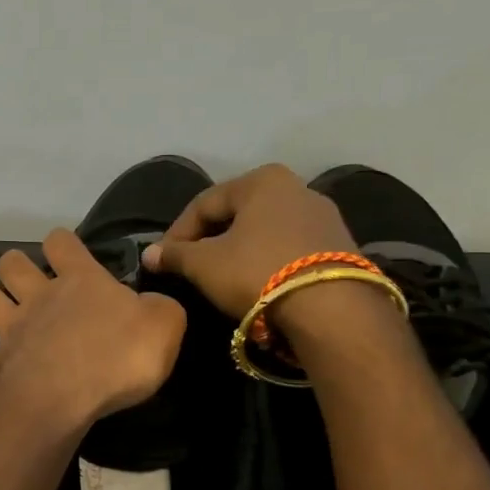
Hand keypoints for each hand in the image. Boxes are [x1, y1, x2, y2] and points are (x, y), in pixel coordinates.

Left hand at [0, 229, 185, 435]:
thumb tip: (151, 304)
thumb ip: (160, 308)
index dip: (63, 244)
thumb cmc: (116, 356)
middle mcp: (38, 298)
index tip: (69, 255)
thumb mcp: (164, 326)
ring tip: (9, 320)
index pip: (61, 241)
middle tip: (31, 284)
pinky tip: (6, 372)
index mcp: (79, 280)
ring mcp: (10, 332)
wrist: (61, 400)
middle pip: (9, 264)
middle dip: (15, 267)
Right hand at [142, 164, 357, 318]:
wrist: (332, 309)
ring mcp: (324, 216)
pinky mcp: (340, 246)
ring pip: (264, 231)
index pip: (204, 203)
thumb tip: (149, 254)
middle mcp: (297, 187)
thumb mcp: (205, 265)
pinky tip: (256, 283)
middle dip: (209, 240)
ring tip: (220, 278)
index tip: (161, 259)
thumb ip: (175, 255)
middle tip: (189, 267)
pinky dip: (266, 261)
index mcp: (262, 180)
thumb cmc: (258, 272)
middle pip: (237, 214)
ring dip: (238, 251)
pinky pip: (289, 248)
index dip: (177, 232)